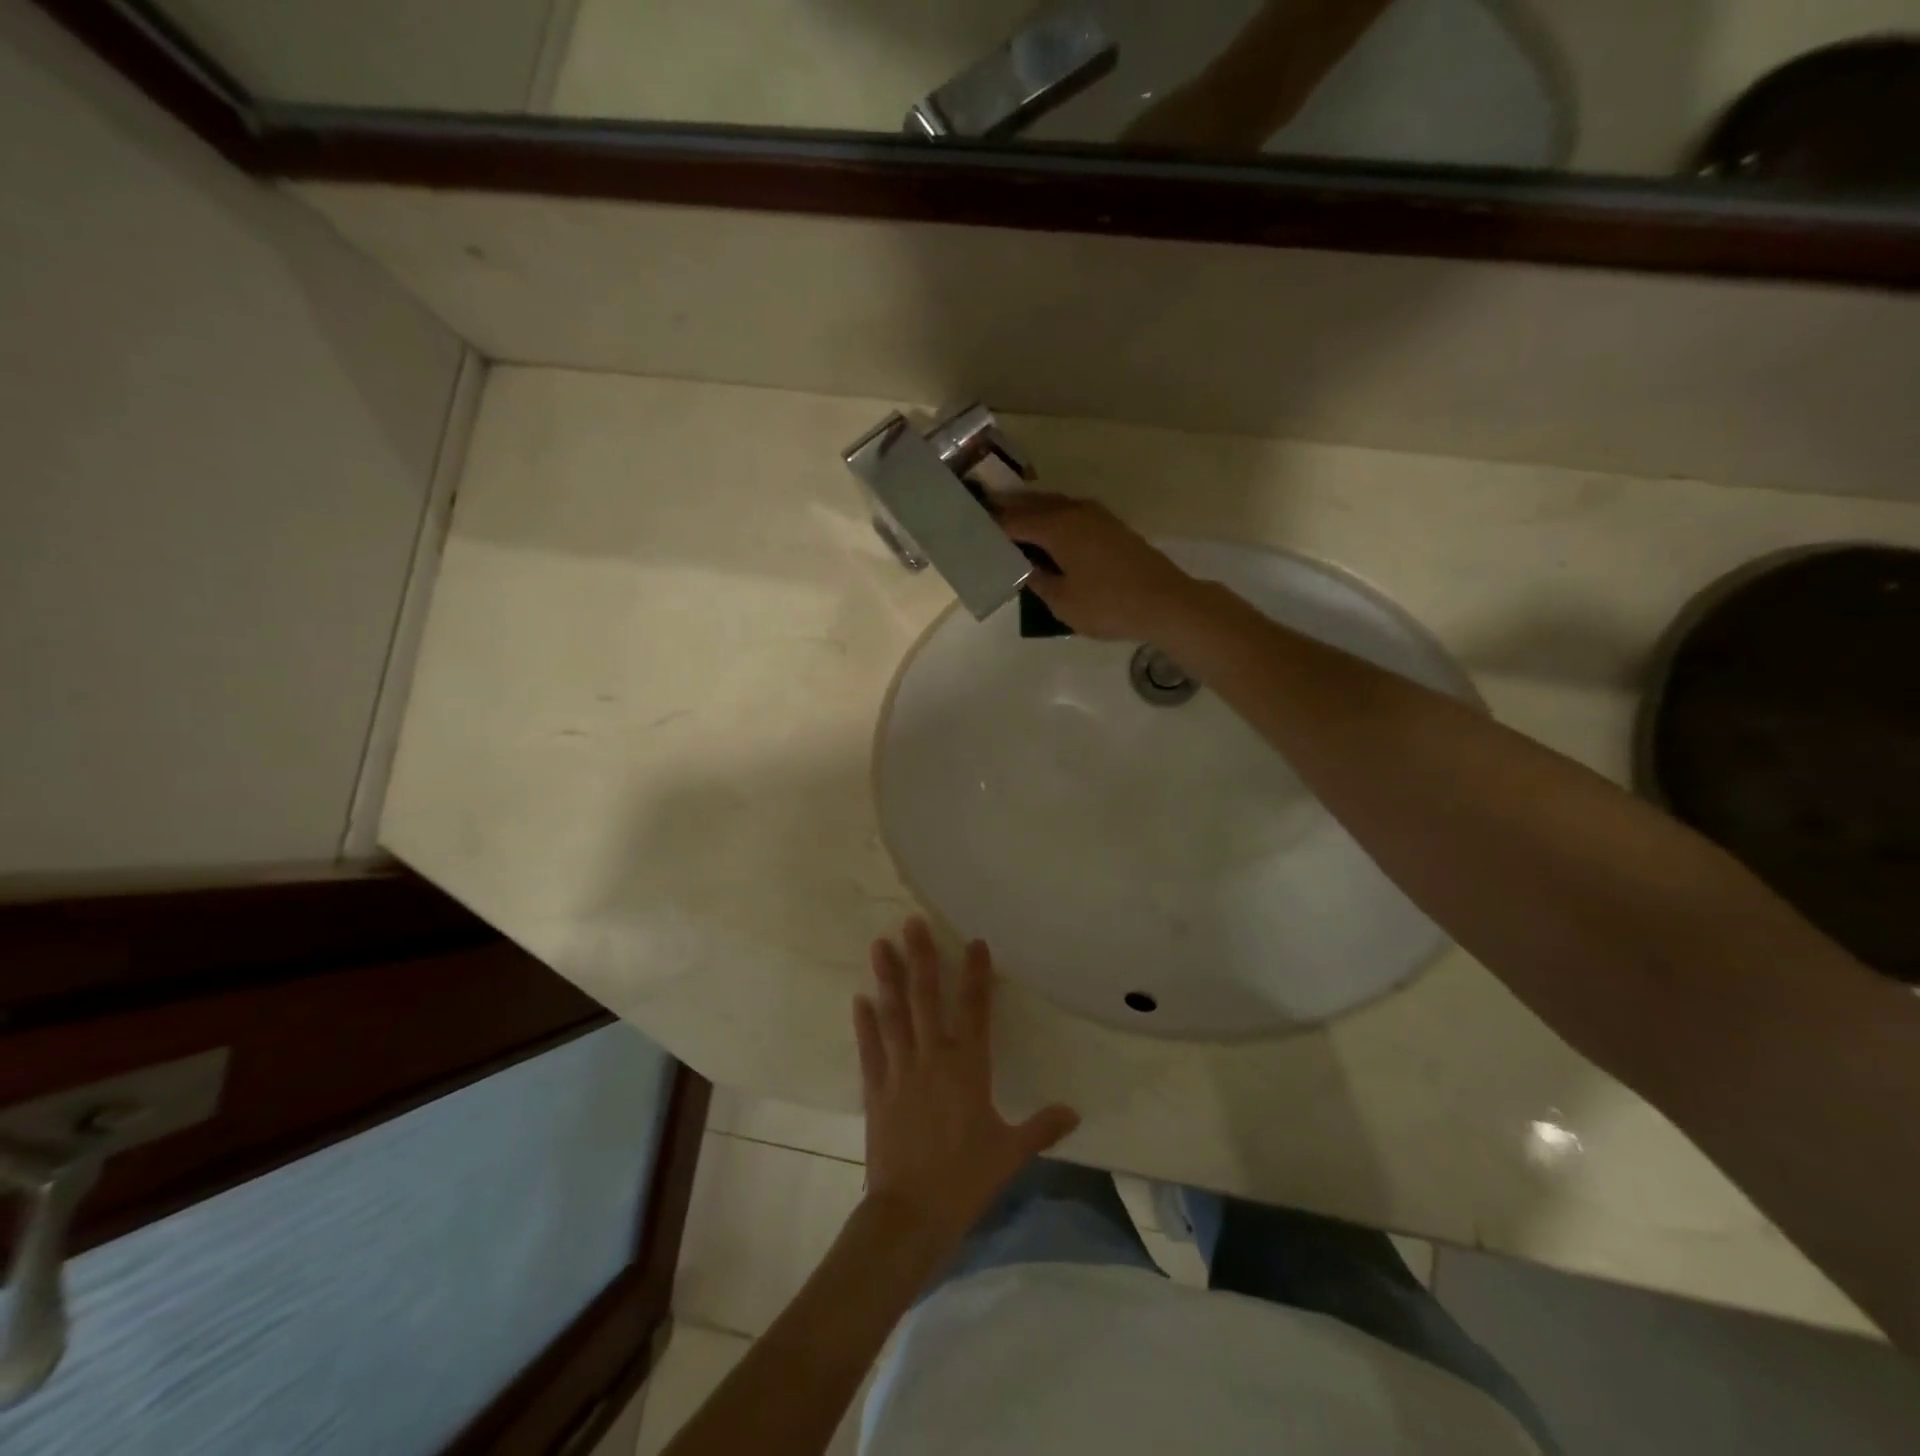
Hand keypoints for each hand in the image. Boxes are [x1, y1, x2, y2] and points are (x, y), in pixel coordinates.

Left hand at [853, 918, 1079, 1252]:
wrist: (911, 1214)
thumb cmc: (966, 1179)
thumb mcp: (1010, 1153)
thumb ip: (1041, 1127)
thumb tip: (1074, 1113)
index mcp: (968, 1067)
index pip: (975, 1009)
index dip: (976, 974)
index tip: (975, 943)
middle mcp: (932, 1057)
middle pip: (926, 998)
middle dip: (921, 957)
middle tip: (912, 922)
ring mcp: (899, 1071)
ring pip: (893, 1014)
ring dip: (887, 978)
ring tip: (880, 945)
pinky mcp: (875, 1089)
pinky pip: (869, 1049)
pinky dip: (864, 1023)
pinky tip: (859, 999)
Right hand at [995, 493, 1202, 641]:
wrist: (1166, 602)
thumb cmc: (1108, 604)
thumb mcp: (1062, 601)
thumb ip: (1036, 580)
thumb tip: (1024, 567)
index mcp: (1057, 526)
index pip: (1013, 521)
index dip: (990, 524)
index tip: (969, 526)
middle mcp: (1074, 511)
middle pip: (1032, 505)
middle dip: (1007, 510)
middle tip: (982, 515)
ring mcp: (1096, 516)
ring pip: (1053, 506)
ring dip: (1030, 511)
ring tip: (1009, 523)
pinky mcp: (1110, 527)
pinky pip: (1070, 514)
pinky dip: (1051, 519)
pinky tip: (1046, 535)